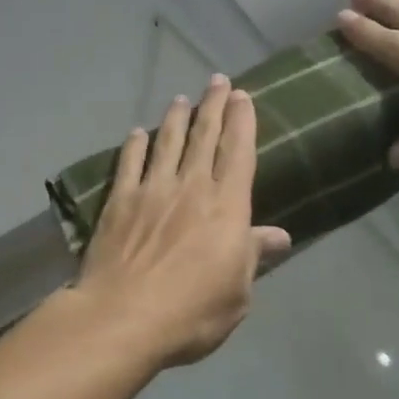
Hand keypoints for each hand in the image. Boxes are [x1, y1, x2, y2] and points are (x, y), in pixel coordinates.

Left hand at [70, 75, 292, 368]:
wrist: (123, 317)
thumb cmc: (192, 313)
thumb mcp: (238, 293)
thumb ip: (253, 256)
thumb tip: (280, 236)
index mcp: (227, 207)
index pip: (239, 152)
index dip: (242, 121)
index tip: (243, 96)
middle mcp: (191, 187)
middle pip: (205, 137)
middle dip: (213, 106)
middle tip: (217, 81)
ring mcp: (152, 190)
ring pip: (168, 142)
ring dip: (176, 118)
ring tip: (181, 99)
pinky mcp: (119, 201)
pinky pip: (129, 163)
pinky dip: (135, 145)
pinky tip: (137, 132)